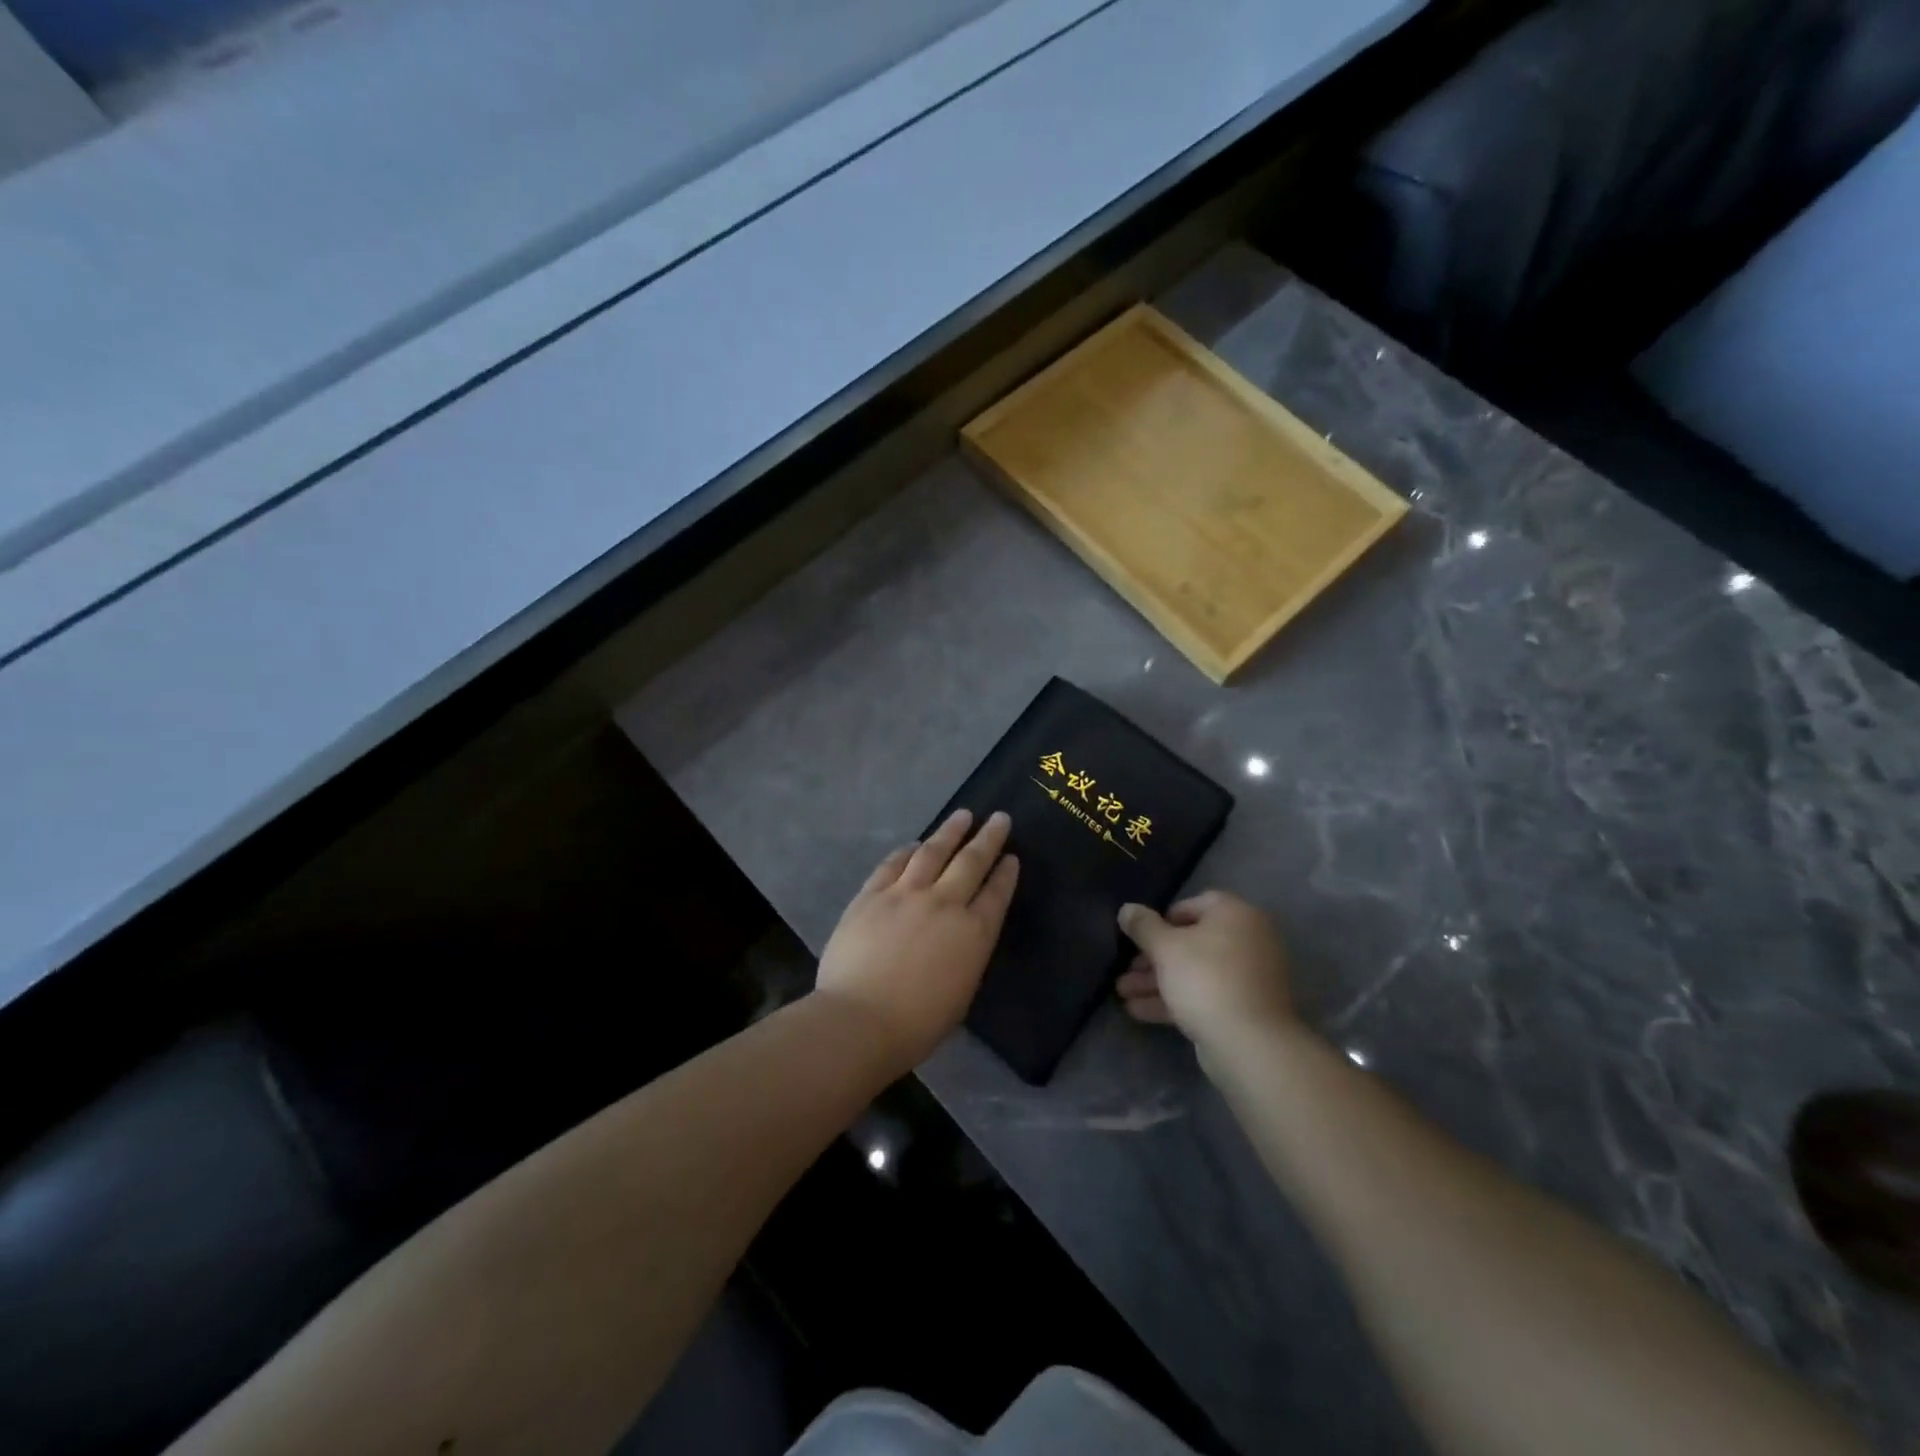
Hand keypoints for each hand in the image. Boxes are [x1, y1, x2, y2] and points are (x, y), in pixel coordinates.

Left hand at [816, 810, 1018, 1072]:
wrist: (860, 1019)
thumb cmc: (917, 1024)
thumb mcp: (960, 993)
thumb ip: (966, 956)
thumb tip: (962, 936)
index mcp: (973, 934)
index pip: (996, 894)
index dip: (1006, 873)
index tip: (1012, 856)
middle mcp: (944, 904)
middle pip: (971, 862)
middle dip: (988, 838)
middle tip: (999, 818)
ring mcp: (905, 894)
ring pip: (933, 852)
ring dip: (950, 831)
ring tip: (962, 815)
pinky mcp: (872, 894)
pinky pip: (893, 864)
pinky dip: (906, 851)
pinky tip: (913, 844)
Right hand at [1115, 891, 1295, 1063]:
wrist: (1250, 1044)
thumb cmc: (1206, 979)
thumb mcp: (1165, 948)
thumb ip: (1143, 926)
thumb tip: (1127, 909)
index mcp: (1235, 915)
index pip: (1195, 904)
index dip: (1163, 918)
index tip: (1140, 936)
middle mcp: (1248, 940)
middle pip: (1192, 942)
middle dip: (1153, 958)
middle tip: (1126, 970)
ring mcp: (1249, 977)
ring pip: (1196, 972)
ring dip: (1158, 981)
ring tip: (1123, 993)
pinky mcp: (1245, 1009)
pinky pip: (1206, 996)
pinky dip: (1176, 1000)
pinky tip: (1139, 1011)